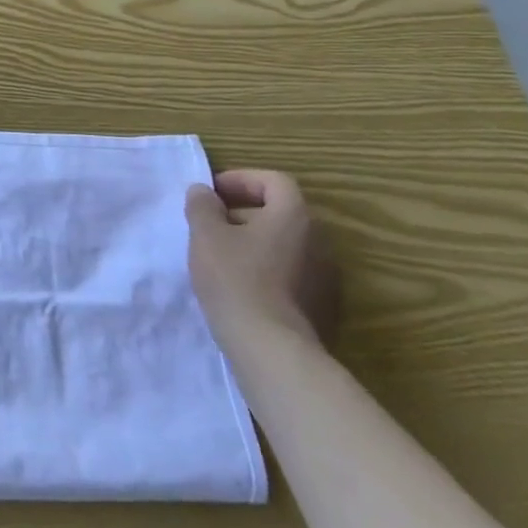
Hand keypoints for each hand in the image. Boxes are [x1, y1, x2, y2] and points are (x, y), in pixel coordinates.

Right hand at [186, 169, 340, 352]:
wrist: (272, 348)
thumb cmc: (235, 278)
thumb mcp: (206, 234)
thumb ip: (202, 205)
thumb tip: (203, 192)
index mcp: (294, 216)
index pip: (273, 181)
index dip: (240, 180)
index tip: (211, 193)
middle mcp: (318, 240)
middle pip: (280, 212)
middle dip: (243, 211)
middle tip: (211, 224)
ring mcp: (324, 276)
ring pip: (284, 244)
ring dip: (254, 241)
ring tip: (221, 255)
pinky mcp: (321, 305)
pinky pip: (290, 272)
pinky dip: (266, 268)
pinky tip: (240, 285)